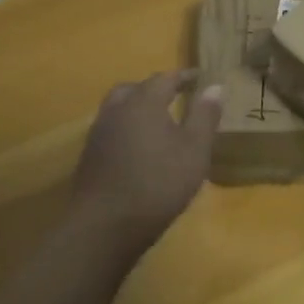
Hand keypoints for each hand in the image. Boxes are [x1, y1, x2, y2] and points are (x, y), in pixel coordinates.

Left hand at [69, 70, 222, 260]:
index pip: (165, 78)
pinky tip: (138, 148)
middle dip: (155, 88)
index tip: (200, 76)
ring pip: (118, 108)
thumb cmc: (158, 183)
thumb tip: (215, 86)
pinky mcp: (89, 156)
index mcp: (144, 102)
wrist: (104, 226)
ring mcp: (98, 134)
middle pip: (135, 88)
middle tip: (174, 95)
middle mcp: (117, 110)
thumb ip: (205, 116)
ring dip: (137, 107)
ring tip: (157, 121)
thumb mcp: (194, 150)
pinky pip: (111, 129)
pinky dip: (126, 128)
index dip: (184, 76)